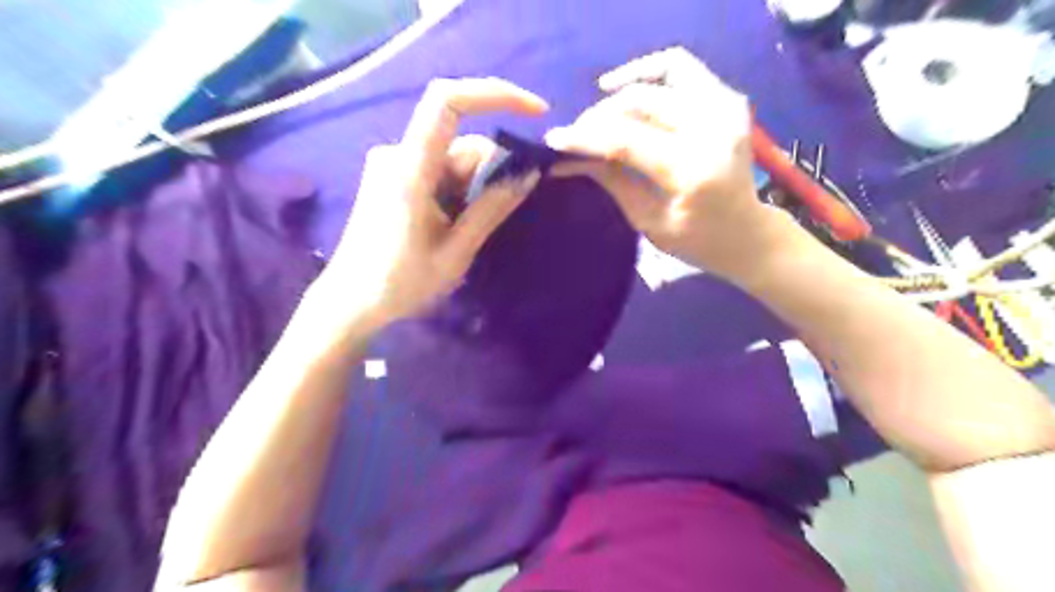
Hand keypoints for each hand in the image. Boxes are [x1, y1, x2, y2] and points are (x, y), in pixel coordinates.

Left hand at [322, 76, 548, 324]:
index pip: (448, 102)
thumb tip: (529, 173)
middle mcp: (398, 154)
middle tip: (496, 216)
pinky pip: (440, 170)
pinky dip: (458, 191)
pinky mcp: (394, 176)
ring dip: (473, 188)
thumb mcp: (456, 251)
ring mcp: (393, 164)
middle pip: (462, 141)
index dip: (495, 94)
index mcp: (409, 169)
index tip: (537, 112)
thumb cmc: (401, 283)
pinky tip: (452, 224)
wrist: (351, 302)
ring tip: (463, 232)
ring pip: (454, 159)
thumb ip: (491, 208)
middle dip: (491, 171)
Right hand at [549, 46, 786, 282]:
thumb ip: (610, 179)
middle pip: (640, 103)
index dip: (585, 138)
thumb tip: (567, 158)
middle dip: (599, 116)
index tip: (554, 140)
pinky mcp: (727, 98)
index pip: (626, 140)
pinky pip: (681, 68)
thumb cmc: (695, 240)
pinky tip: (624, 88)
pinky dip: (648, 71)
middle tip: (577, 134)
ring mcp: (725, 107)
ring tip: (599, 110)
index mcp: (692, 171)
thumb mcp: (646, 219)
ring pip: (660, 75)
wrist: (746, 232)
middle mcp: (713, 129)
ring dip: (622, 90)